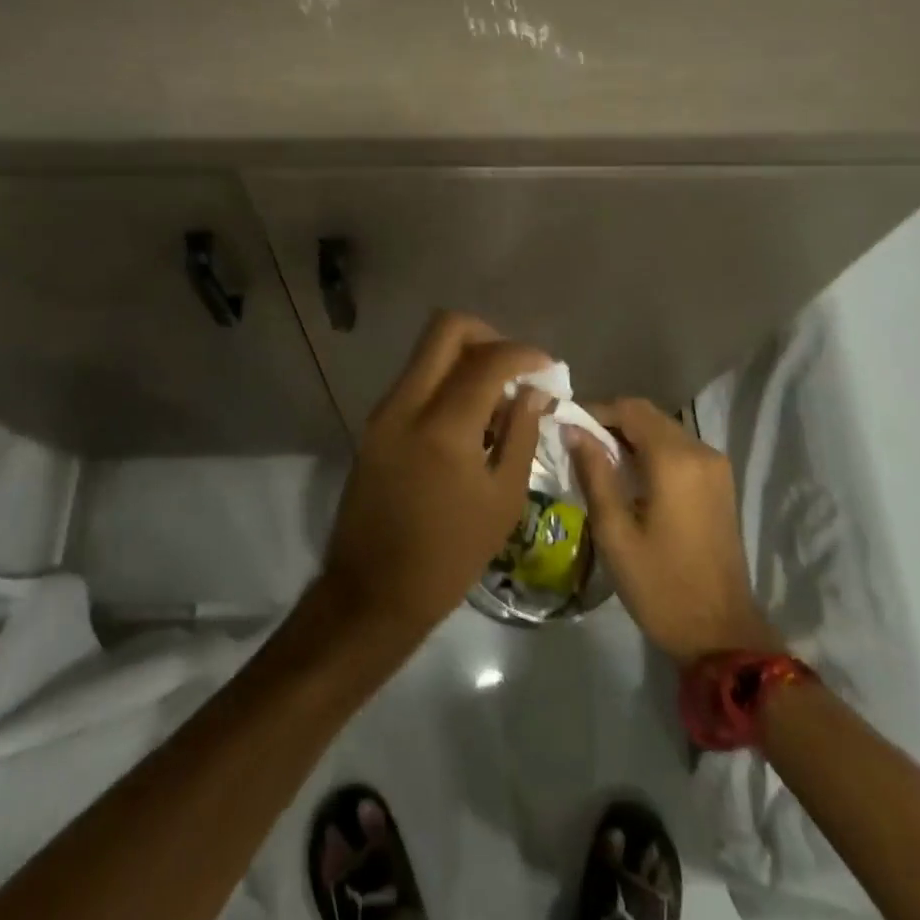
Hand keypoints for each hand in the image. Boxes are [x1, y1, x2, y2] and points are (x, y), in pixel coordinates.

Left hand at [318, 311, 551, 651]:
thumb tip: (533, 391)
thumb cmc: (449, 555)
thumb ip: (521, 434)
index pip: (488, 359)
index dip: (524, 353)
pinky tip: (468, 420)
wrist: (373, 590)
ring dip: (466, 359)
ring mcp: (384, 410)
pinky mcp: (374, 423)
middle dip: (488, 336)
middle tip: (514, 368)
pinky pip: (415, 379)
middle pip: (446, 328)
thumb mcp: (503, 499)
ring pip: (428, 352)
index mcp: (444, 426)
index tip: (546, 368)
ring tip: (495, 401)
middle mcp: (407, 403)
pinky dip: (445, 381)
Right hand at [570, 398, 783, 663]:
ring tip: (598, 462)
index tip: (566, 427)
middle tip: (577, 446)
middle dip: (611, 423)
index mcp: (675, 460)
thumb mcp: (615, 531)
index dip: (595, 411)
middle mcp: (701, 452)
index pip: (630, 409)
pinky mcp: (721, 484)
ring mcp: (716, 467)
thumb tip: (572, 430)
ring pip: (664, 431)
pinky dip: (652, 452)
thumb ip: (594, 473)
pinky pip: (679, 450)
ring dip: (631, 437)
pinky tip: (630, 478)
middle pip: (649, 416)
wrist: (721, 634)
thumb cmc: (660, 585)